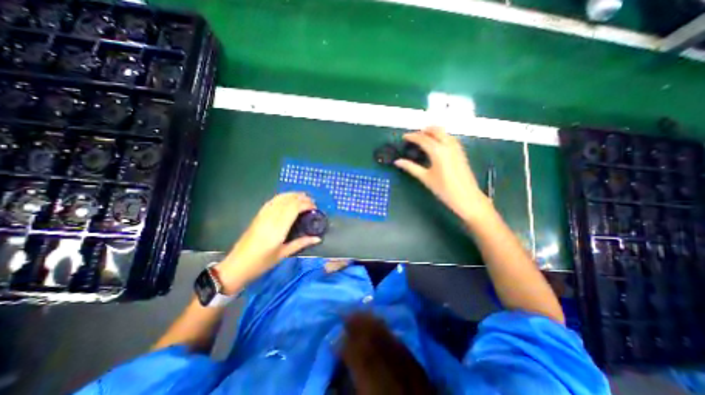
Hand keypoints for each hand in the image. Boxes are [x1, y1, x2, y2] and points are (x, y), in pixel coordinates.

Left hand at [218, 192, 321, 293]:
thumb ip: (301, 243)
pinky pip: (272, 201)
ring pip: (280, 198)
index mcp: (278, 229)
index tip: (315, 207)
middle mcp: (270, 218)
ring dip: (293, 195)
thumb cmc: (262, 262)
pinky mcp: (258, 215)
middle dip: (302, 198)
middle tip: (312, 202)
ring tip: (303, 197)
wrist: (237, 265)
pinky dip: (283, 197)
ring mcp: (263, 215)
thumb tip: (318, 238)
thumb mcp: (283, 254)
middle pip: (288, 200)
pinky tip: (288, 198)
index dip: (306, 204)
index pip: (294, 208)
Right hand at [396, 129, 490, 222]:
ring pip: (444, 133)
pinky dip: (442, 136)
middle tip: (414, 137)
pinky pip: (450, 138)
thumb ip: (411, 167)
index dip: (412, 137)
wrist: (467, 197)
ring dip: (433, 132)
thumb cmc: (444, 189)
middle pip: (435, 131)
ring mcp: (456, 148)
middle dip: (423, 131)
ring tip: (423, 138)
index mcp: (437, 151)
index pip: (423, 139)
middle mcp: (448, 145)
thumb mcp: (425, 178)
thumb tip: (397, 161)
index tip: (404, 137)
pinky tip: (437, 144)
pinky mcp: (461, 152)